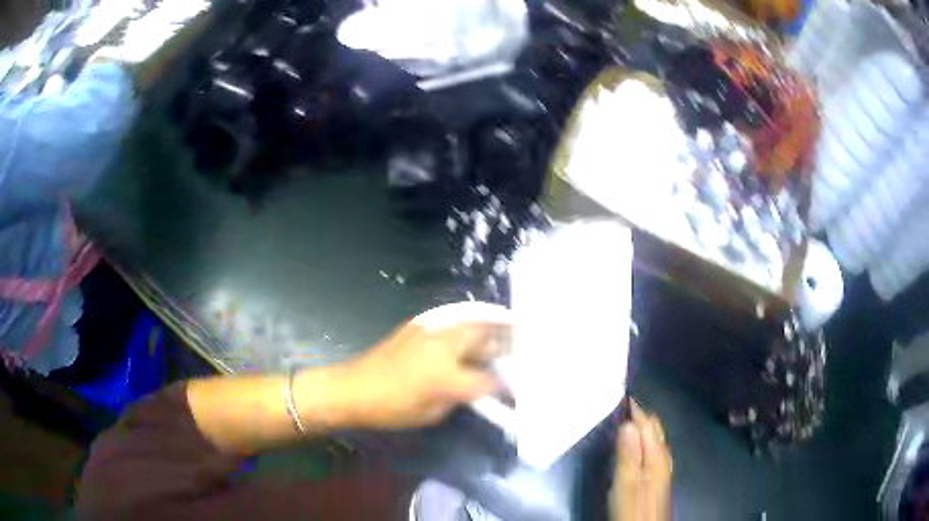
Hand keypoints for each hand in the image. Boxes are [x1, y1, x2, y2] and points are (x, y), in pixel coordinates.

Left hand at [336, 321, 507, 429]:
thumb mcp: (432, 413)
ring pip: (472, 321)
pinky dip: (473, 317)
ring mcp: (431, 330)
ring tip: (512, 322)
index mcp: (447, 376)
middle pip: (485, 338)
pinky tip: (480, 321)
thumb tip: (480, 387)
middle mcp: (444, 346)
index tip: (514, 388)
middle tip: (525, 338)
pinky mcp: (420, 323)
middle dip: (507, 340)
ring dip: (493, 323)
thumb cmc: (392, 408)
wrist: (354, 388)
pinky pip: (455, 316)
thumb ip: (461, 397)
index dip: (504, 386)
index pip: (488, 380)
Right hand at [610, 401, 671, 520]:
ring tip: (619, 422)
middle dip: (638, 415)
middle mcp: (662, 456)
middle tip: (614, 407)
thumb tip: (627, 424)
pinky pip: (649, 449)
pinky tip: (629, 446)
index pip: (647, 423)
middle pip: (653, 428)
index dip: (633, 409)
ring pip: (652, 438)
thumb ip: (628, 455)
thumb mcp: (626, 484)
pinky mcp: (656, 476)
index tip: (616, 395)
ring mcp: (661, 467)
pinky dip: (640, 441)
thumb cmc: (633, 508)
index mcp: (657, 455)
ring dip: (639, 428)